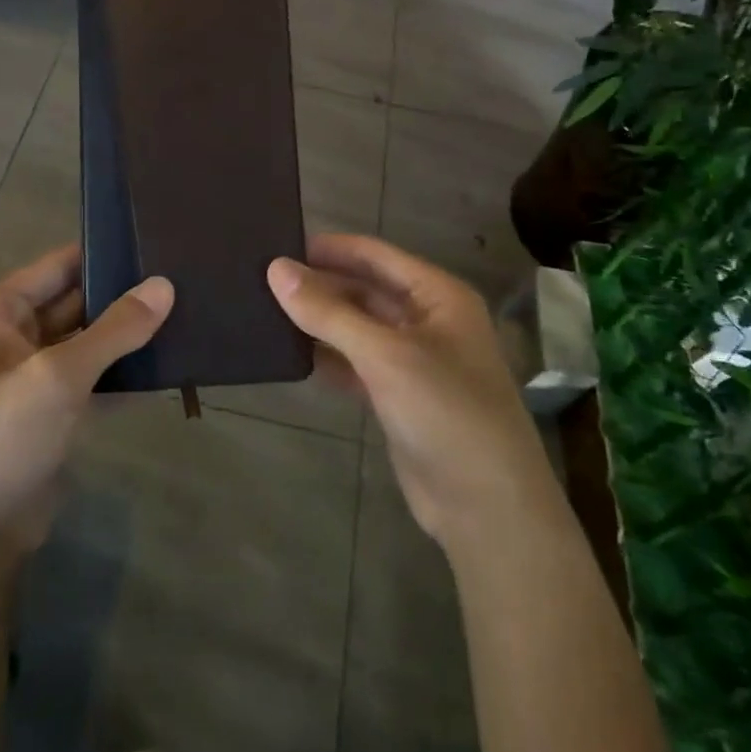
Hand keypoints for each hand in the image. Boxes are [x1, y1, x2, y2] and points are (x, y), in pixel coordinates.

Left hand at [0, 245, 172, 576]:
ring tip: (187, 313)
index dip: (107, 252)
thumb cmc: (0, 438)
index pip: (61, 264)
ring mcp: (34, 376)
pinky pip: (93, 377)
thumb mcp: (58, 376)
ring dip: (128, 335)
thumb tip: (166, 284)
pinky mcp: (52, 412)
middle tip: (185, 278)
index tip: (159, 242)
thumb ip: (115, 329)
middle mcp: (13, 335)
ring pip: (89, 340)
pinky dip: (123, 372)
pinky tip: (168, 364)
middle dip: (125, 294)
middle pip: (78, 300)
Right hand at [268, 234, 556, 558]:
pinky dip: (329, 357)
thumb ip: (328, 312)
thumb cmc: (445, 412)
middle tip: (264, 281)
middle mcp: (428, 320)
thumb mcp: (384, 355)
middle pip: (366, 289)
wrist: (486, 507)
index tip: (279, 245)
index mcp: (438, 295)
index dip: (330, 248)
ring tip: (268, 311)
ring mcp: (414, 360)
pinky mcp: (399, 396)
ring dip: (321, 322)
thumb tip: (276, 269)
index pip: (376, 255)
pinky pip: (357, 363)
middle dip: (321, 285)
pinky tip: (292, 354)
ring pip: (359, 328)